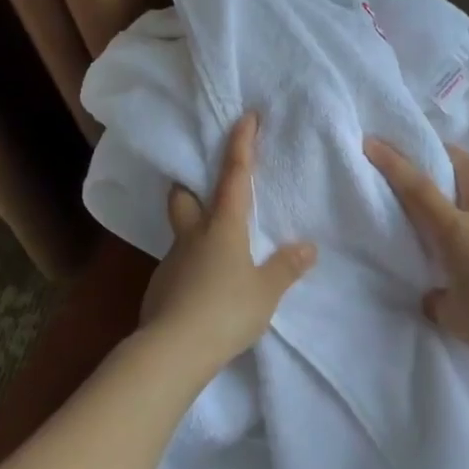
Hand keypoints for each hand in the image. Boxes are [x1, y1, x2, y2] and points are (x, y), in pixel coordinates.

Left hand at [139, 112, 316, 374]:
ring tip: (216, 250)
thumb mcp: (266, 291)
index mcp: (223, 227)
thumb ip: (286, 268)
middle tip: (204, 186)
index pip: (233, 176)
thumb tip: (308, 247)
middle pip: (183, 197)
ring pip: (180, 233)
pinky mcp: (160, 288)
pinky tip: (204, 289)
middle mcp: (193, 236)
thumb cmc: (225, 311)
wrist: (172, 351)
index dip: (241, 144)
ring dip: (194, 231)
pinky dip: (191, 267)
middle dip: (190, 185)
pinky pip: (178, 266)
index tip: (245, 117)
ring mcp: (171, 261)